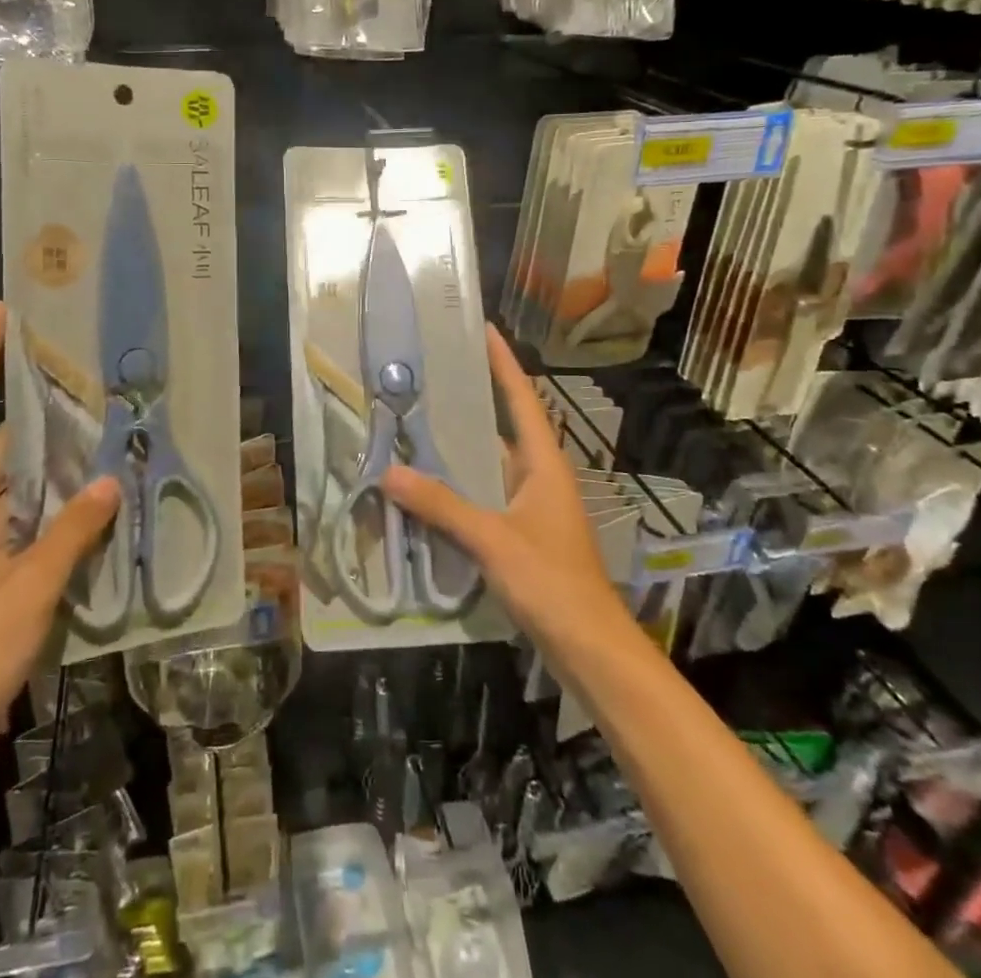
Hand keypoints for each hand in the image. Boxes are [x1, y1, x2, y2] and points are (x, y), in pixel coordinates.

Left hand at [0, 302, 118, 769]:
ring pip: (7, 483)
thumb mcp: (27, 588)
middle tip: (73, 370)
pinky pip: (16, 517)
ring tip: (92, 420)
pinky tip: (86, 487)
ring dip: (44, 459)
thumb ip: (72, 531)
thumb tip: (111, 479)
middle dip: (29, 410)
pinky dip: (47, 500)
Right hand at [382, 327, 620, 648]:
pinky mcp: (523, 534)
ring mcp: (532, 507)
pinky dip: (459, 487)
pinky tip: (428, 488)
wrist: (592, 650)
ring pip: (490, 464)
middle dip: (473, 399)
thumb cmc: (552, 583)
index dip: (504, 363)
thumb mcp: (493, 539)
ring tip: (417, 423)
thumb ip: (442, 506)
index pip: (523, 399)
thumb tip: (388, 472)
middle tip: (431, 374)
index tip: (484, 330)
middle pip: (504, 426)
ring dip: (460, 448)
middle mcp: (540, 476)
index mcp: (544, 464)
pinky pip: (485, 496)